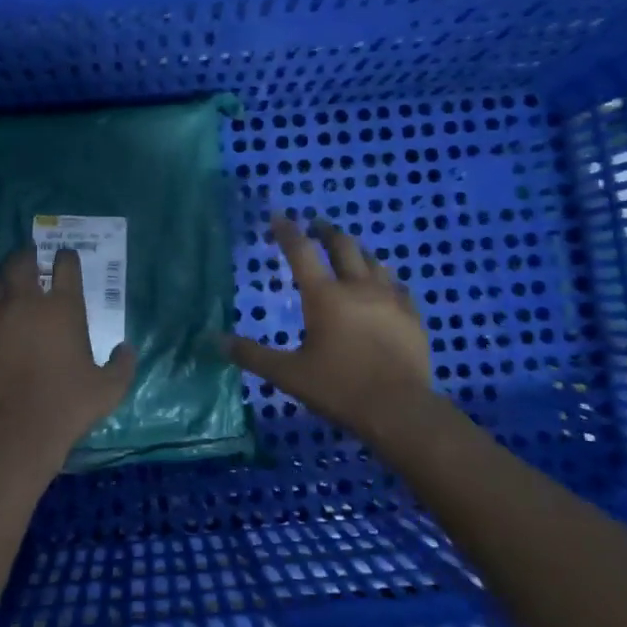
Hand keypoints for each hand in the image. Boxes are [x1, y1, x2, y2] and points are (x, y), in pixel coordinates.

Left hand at [0, 245, 137, 474]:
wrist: (14, 430)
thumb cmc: (67, 406)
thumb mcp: (109, 388)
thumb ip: (122, 364)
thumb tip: (126, 348)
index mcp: (63, 307)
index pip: (66, 265)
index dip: (67, 258)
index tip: (66, 259)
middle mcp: (25, 300)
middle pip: (23, 260)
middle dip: (28, 256)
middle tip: (31, 262)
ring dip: (0, 274)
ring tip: (4, 280)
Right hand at [224, 216, 432, 437]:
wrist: (399, 409)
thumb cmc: (339, 388)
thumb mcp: (288, 374)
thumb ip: (252, 355)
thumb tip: (214, 340)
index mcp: (324, 296)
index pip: (301, 251)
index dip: (288, 231)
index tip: (279, 216)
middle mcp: (357, 287)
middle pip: (343, 245)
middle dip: (327, 231)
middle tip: (317, 226)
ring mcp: (390, 298)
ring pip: (374, 260)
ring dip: (357, 251)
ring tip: (349, 251)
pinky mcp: (412, 315)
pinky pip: (398, 286)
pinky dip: (385, 279)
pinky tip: (385, 286)